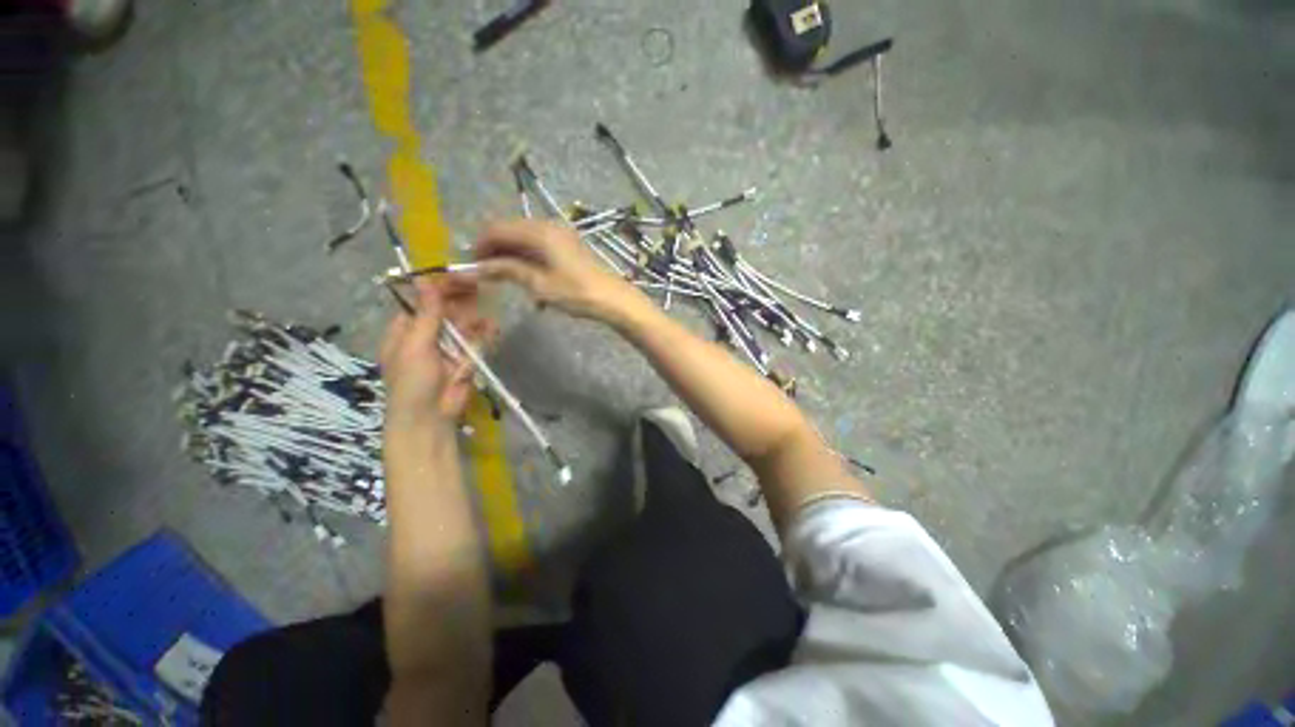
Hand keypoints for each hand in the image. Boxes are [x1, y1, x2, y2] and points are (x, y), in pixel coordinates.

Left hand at [379, 277, 493, 429]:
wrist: (430, 418)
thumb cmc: (412, 382)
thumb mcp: (415, 345)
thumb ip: (426, 314)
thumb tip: (426, 280)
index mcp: (406, 329)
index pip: (423, 301)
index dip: (440, 287)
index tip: (459, 275)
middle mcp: (428, 334)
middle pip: (446, 310)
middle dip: (461, 298)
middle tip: (479, 283)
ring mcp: (449, 347)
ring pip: (464, 324)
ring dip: (475, 316)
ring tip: (486, 305)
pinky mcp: (467, 359)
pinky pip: (477, 341)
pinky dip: (485, 333)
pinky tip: (492, 327)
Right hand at [475, 220, 637, 321]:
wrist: (612, 298)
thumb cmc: (576, 293)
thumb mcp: (539, 284)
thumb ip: (508, 270)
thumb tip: (478, 267)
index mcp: (539, 231)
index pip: (497, 229)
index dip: (481, 245)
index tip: (471, 265)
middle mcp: (548, 225)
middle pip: (510, 230)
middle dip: (495, 250)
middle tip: (487, 274)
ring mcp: (560, 233)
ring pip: (524, 238)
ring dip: (512, 255)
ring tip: (506, 279)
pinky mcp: (568, 243)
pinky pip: (539, 244)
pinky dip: (528, 257)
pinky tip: (528, 277)